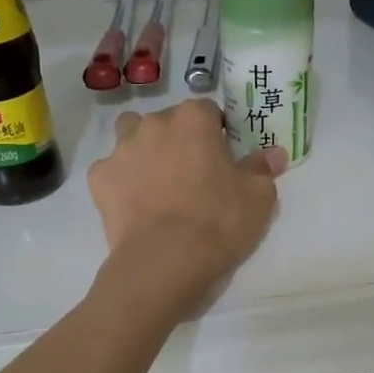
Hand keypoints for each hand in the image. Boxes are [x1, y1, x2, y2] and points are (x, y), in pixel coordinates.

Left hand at [88, 99, 285, 314]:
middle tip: (193, 174)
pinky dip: (123, 182)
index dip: (217, 132)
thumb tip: (274, 153)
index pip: (208, 111)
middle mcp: (153, 124)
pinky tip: (135, 205)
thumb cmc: (218, 221)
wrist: (164, 261)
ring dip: (145, 151)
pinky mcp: (99, 178)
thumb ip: (263, 168)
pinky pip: (112, 171)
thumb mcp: (258, 197)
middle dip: (179, 140)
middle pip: (168, 122)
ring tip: (158, 183)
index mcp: (193, 119)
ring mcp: (121, 150)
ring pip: (132, 137)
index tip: (223, 157)